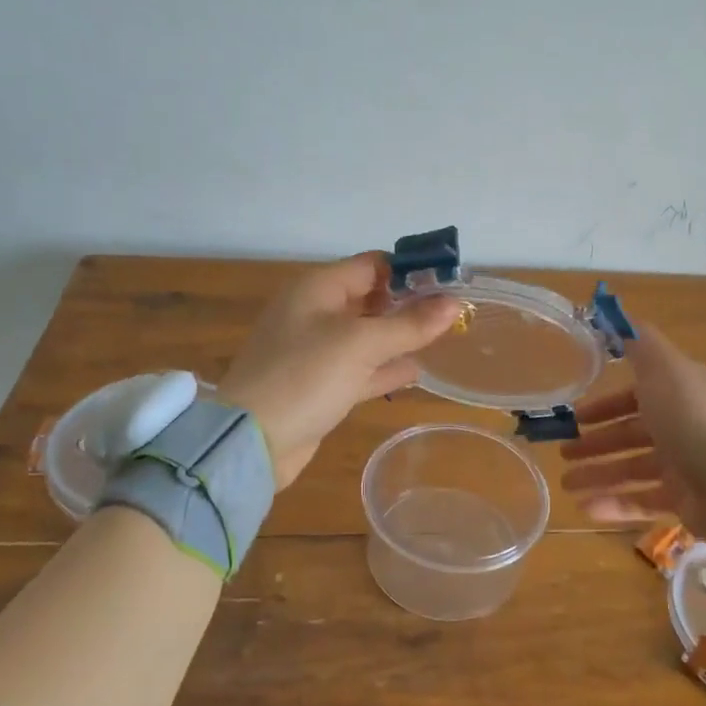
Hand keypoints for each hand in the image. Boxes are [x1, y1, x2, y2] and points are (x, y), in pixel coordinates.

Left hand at [218, 253, 460, 487]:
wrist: (251, 441)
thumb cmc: (305, 376)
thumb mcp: (361, 344)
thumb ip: (410, 324)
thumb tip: (454, 304)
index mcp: (318, 288)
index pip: (372, 265)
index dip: (410, 270)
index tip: (450, 282)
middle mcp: (315, 313)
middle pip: (370, 298)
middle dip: (408, 303)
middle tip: (453, 312)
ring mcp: (315, 351)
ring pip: (367, 335)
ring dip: (400, 336)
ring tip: (442, 337)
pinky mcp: (319, 386)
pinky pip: (360, 368)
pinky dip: (385, 368)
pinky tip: (416, 371)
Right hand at [559, 324, 705, 539]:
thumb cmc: (693, 420)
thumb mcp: (663, 368)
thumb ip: (638, 341)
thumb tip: (613, 313)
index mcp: (681, 392)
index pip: (637, 394)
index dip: (606, 403)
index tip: (576, 413)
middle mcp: (683, 426)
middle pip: (631, 433)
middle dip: (595, 441)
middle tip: (563, 452)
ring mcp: (684, 465)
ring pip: (631, 468)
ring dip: (598, 473)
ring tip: (565, 484)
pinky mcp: (683, 500)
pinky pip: (641, 501)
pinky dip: (614, 503)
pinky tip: (584, 507)